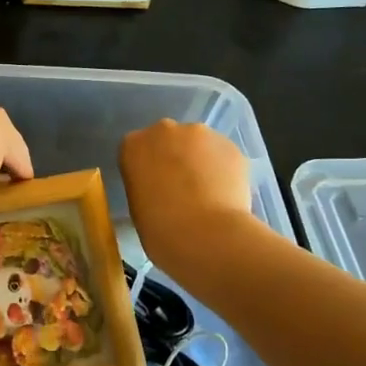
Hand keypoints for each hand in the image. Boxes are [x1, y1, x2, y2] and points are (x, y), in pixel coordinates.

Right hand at [119, 120, 259, 276]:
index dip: (147, 169)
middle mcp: (165, 130)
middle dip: (174, 158)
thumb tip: (161, 191)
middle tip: (180, 189)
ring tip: (207, 194)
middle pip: (168, 139)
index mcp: (133, 145)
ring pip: (199, 145)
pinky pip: (223, 156)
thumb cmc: (159, 229)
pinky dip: (224, 171)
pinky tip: (225, 195)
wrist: (206, 235)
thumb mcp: (137, 208)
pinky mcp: (232, 146)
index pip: (136, 150)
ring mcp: (201, 135)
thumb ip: (146, 188)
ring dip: (200, 162)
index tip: (153, 188)